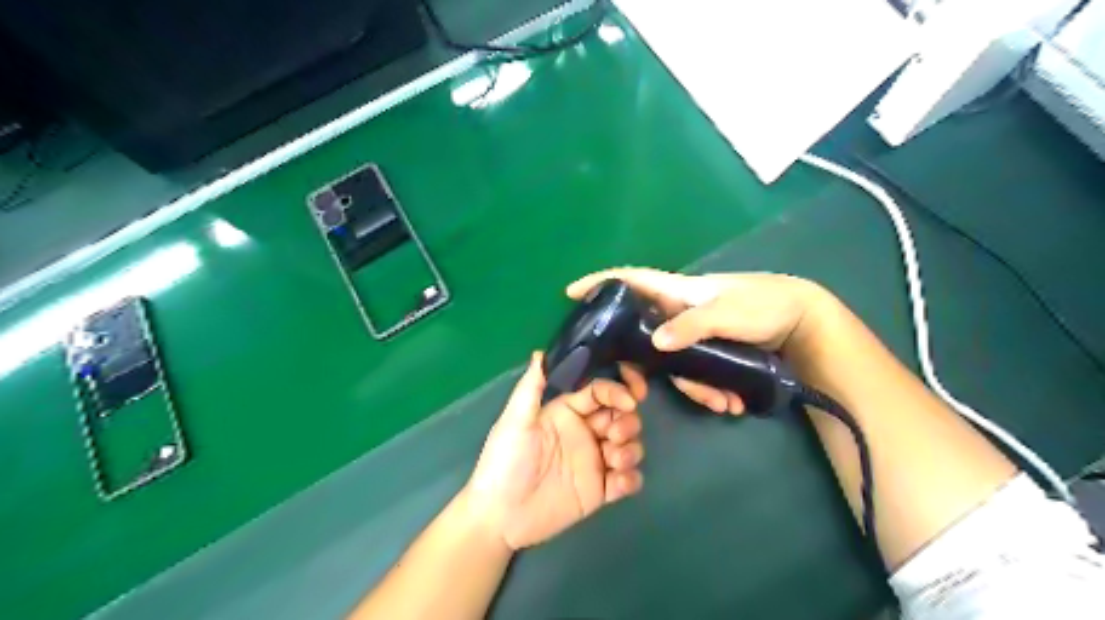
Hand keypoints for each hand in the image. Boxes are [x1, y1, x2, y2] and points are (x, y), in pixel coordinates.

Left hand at [464, 352, 649, 549]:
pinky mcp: (600, 491)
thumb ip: (531, 388)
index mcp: (566, 413)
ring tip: (614, 461)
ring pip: (629, 446)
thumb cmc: (505, 462)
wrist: (500, 516)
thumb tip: (540, 353)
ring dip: (631, 449)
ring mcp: (594, 462)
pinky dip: (631, 479)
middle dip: (628, 421)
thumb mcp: (515, 421)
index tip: (630, 400)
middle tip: (614, 435)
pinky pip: (627, 481)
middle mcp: (584, 433)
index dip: (618, 391)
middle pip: (621, 417)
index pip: (600, 393)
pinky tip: (617, 484)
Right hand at [565, 266, 831, 416]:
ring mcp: (693, 334)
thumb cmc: (765, 304)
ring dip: (694, 387)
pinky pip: (695, 372)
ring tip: (723, 403)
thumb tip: (655, 343)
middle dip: (641, 367)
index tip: (572, 292)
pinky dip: (710, 390)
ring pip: (672, 363)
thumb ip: (692, 325)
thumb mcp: (729, 312)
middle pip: (643, 336)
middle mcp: (678, 313)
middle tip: (636, 392)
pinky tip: (732, 403)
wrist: (804, 321)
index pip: (631, 280)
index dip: (600, 283)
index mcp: (678, 292)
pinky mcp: (709, 351)